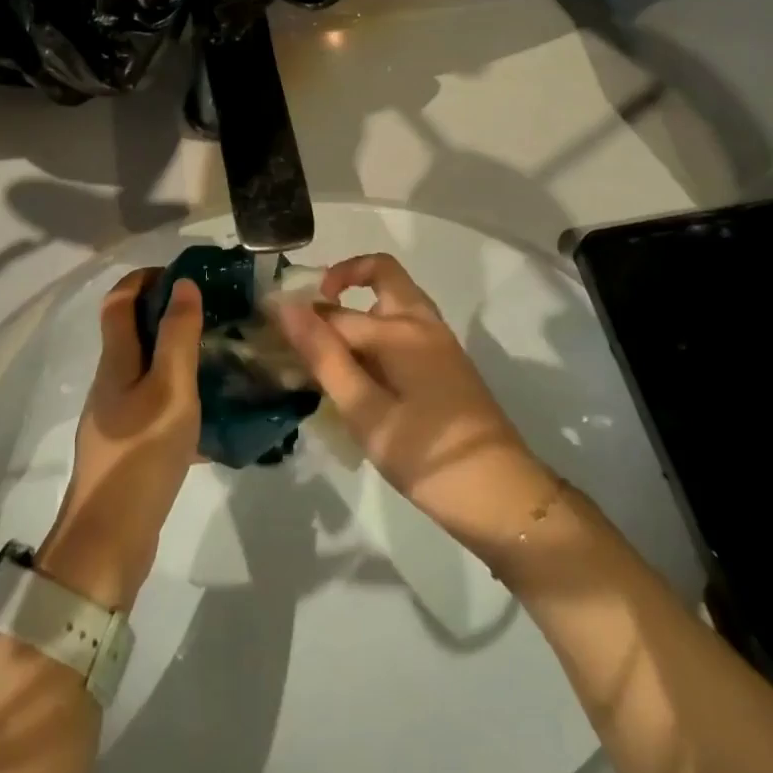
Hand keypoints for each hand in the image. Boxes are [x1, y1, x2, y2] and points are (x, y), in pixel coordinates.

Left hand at [37, 269, 201, 611]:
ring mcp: (117, 416)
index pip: (119, 300)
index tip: (184, 275)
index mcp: (116, 361)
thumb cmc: (141, 455)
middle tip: (212, 312)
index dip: (145, 278)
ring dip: (175, 352)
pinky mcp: (128, 445)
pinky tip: (211, 409)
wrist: (109, 541)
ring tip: (217, 353)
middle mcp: (111, 381)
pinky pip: (154, 402)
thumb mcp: (170, 389)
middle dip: (166, 312)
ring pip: (146, 367)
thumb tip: (183, 284)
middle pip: (131, 331)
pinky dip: (179, 392)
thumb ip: (178, 336)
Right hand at [275, 253, 554, 559]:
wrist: (504, 498)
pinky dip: (377, 332)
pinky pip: (404, 328)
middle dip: (343, 281)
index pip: (335, 311)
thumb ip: (325, 357)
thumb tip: (287, 306)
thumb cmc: (427, 456)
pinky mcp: (445, 364)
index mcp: (400, 328)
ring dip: (360, 308)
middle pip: (380, 274)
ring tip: (328, 349)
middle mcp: (421, 322)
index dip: (299, 317)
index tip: (267, 330)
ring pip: (393, 301)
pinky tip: (359, 375)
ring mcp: (438, 341)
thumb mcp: (366, 412)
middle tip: (310, 315)